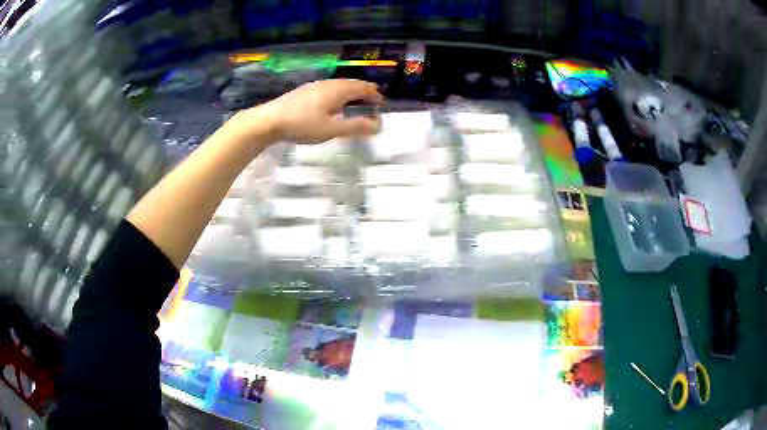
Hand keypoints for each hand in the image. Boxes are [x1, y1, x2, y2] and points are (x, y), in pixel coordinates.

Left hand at [240, 79, 383, 144]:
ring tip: (356, 101)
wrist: (270, 120)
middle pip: (351, 84)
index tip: (382, 103)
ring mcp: (315, 86)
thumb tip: (377, 125)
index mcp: (338, 90)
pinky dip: (339, 94)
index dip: (374, 94)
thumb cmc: (303, 124)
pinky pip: (329, 89)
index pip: (363, 88)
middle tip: (373, 99)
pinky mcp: (305, 91)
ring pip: (339, 85)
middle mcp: (329, 84)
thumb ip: (355, 127)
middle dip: (364, 91)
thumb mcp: (332, 129)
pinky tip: (332, 104)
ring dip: (351, 92)